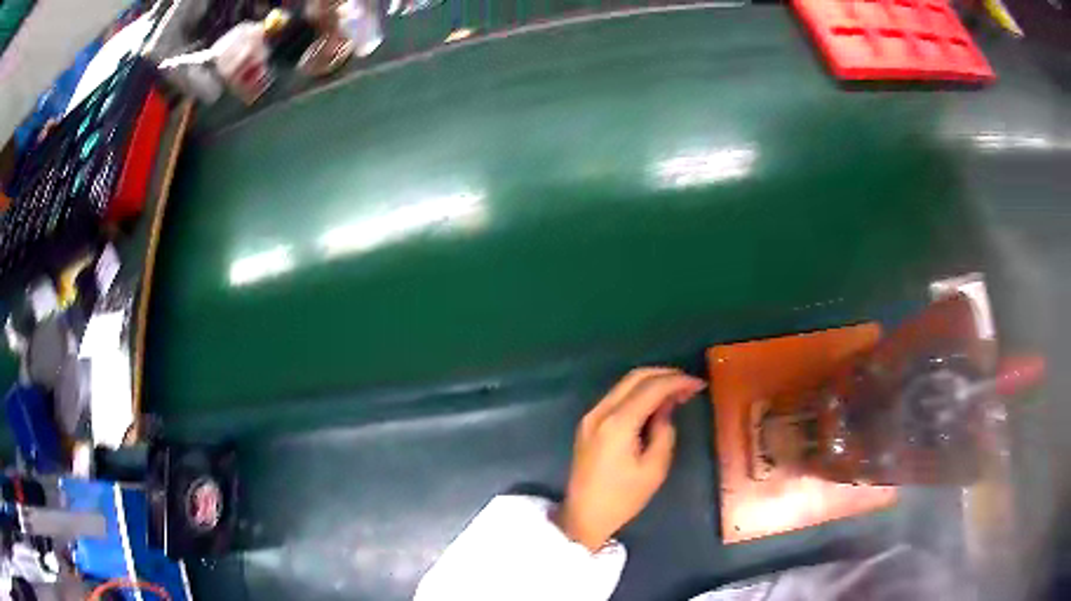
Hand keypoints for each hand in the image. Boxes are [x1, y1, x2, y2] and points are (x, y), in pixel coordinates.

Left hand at [556, 368, 705, 550]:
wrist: (584, 516)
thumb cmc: (623, 498)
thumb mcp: (654, 468)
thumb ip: (664, 431)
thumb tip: (666, 407)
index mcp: (617, 424)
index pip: (651, 388)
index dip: (677, 381)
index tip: (698, 384)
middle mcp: (600, 412)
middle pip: (635, 377)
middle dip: (665, 375)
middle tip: (688, 385)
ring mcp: (591, 416)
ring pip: (624, 384)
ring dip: (651, 382)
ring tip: (676, 392)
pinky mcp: (588, 423)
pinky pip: (616, 397)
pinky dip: (637, 393)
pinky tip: (654, 402)